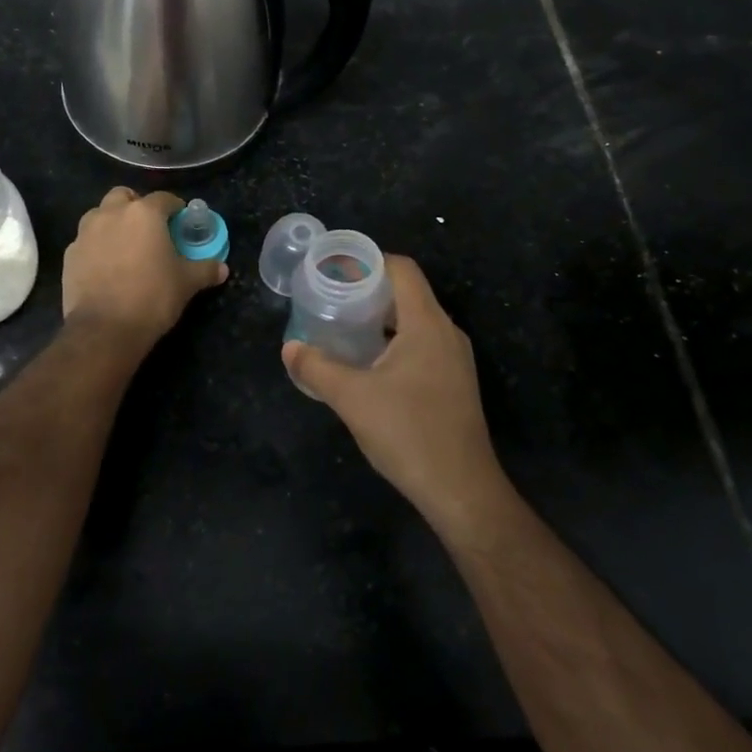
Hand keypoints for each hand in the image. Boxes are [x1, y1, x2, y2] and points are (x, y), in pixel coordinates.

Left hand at [63, 187, 227, 346]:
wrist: (104, 329)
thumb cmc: (153, 297)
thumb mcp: (187, 283)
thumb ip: (205, 270)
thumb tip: (222, 268)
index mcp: (144, 213)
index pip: (164, 198)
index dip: (175, 208)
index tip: (181, 221)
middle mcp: (112, 214)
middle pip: (124, 196)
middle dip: (137, 206)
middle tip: (149, 229)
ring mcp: (86, 232)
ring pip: (100, 214)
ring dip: (113, 222)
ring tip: (125, 246)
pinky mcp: (69, 254)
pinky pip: (86, 240)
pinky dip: (96, 246)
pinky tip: (106, 266)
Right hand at [282, 255, 506, 528]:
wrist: (461, 490)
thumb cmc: (408, 432)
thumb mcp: (352, 398)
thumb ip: (317, 368)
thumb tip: (290, 348)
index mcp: (427, 323)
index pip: (402, 270)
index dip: (369, 261)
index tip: (335, 270)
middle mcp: (447, 333)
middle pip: (408, 294)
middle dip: (369, 292)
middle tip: (331, 299)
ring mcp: (455, 360)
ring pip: (415, 322)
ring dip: (381, 320)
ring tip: (344, 329)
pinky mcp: (455, 384)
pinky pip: (422, 346)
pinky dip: (394, 343)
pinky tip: (369, 366)